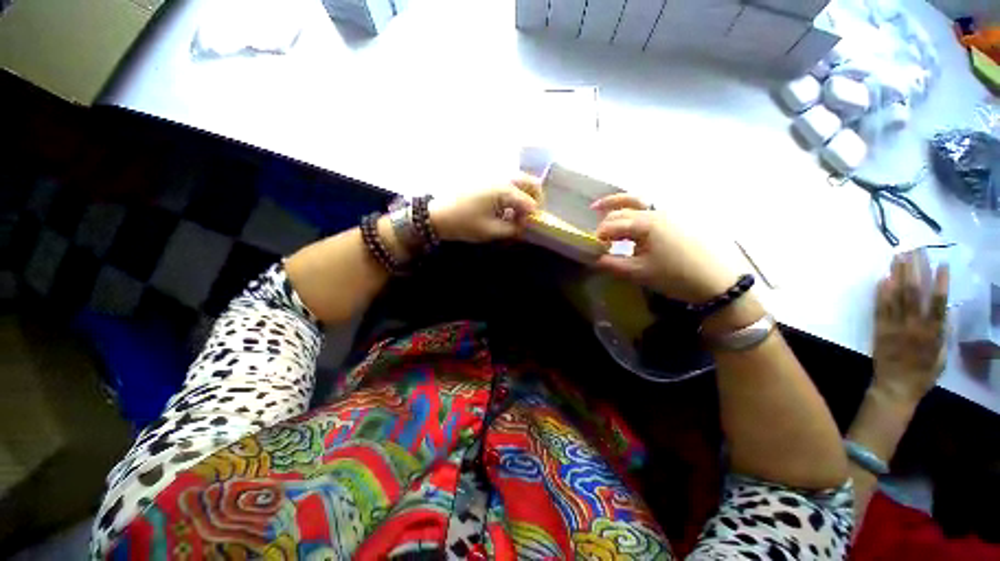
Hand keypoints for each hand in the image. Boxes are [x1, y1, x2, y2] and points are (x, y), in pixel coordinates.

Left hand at [429, 175, 542, 242]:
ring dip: (525, 196)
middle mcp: (503, 178)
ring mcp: (495, 176)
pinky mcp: (487, 180)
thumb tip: (524, 226)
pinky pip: (509, 183)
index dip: (532, 217)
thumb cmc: (464, 223)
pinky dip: (514, 194)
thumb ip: (513, 229)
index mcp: (504, 190)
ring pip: (521, 181)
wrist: (438, 214)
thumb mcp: (491, 231)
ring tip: (518, 214)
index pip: (530, 203)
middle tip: (530, 217)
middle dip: (536, 200)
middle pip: (531, 183)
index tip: (526, 228)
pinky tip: (506, 208)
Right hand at [591, 194, 737, 302]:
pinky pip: (650, 210)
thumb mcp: (640, 273)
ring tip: (602, 207)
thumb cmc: (676, 276)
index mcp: (646, 224)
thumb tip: (594, 259)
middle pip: (623, 210)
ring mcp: (670, 214)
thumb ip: (613, 264)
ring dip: (618, 205)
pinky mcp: (678, 220)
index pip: (613, 224)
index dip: (599, 234)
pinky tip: (630, 222)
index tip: (591, 247)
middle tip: (596, 235)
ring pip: (637, 203)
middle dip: (606, 221)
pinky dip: (634, 211)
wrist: (718, 281)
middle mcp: (657, 213)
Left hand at [872, 250, 948, 405]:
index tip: (942, 263)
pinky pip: (879, 308)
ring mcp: (894, 327)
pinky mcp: (879, 330)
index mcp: (932, 333)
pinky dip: (881, 293)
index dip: (940, 282)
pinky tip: (882, 278)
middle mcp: (913, 326)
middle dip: (915, 270)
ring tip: (897, 257)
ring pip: (896, 296)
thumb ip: (943, 334)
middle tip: (914, 251)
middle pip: (914, 293)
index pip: (938, 303)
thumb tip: (946, 311)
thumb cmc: (922, 375)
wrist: (894, 388)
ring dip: (897, 276)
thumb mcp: (941, 357)